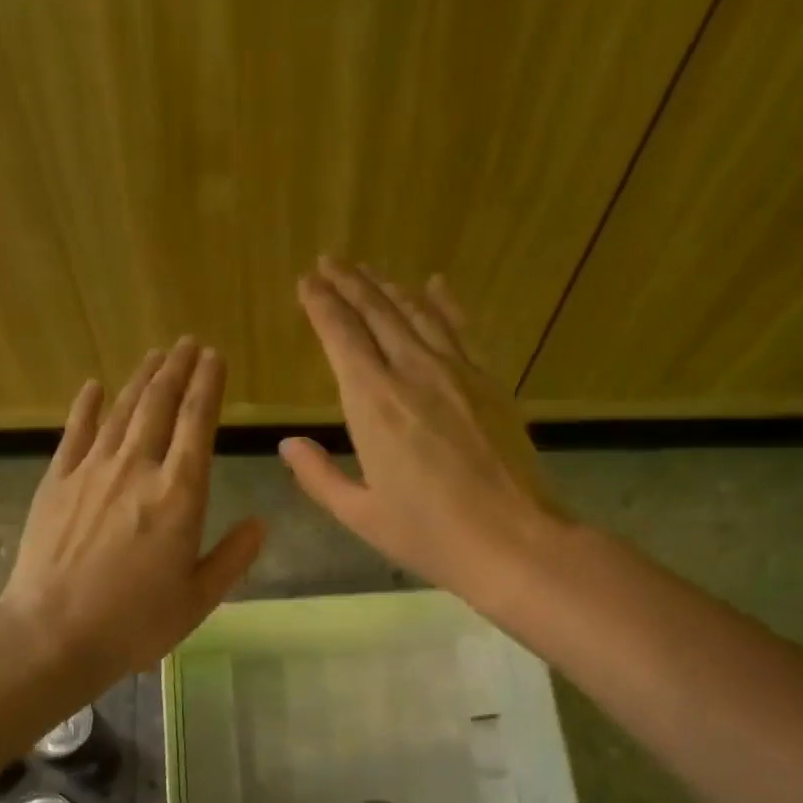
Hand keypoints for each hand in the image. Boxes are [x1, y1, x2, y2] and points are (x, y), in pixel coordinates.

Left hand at [0, 339, 264, 681]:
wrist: (54, 633)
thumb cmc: (135, 622)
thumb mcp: (199, 598)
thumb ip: (233, 557)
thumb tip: (261, 522)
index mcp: (180, 495)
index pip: (198, 424)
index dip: (208, 386)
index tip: (215, 357)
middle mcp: (137, 469)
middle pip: (160, 406)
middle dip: (177, 370)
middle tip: (188, 343)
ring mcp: (92, 471)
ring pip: (121, 411)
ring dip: (140, 379)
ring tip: (156, 355)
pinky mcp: (56, 482)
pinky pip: (75, 433)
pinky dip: (86, 406)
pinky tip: (93, 386)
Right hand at [279, 258, 565, 605]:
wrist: (514, 540)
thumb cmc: (430, 536)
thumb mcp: (361, 516)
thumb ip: (320, 477)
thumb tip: (288, 444)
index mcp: (374, 405)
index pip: (341, 337)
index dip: (321, 306)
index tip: (306, 283)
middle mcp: (413, 373)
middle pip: (377, 313)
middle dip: (349, 284)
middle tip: (329, 262)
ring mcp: (457, 373)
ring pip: (417, 313)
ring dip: (389, 287)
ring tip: (368, 270)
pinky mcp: (489, 382)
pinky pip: (460, 329)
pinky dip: (443, 303)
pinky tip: (434, 285)